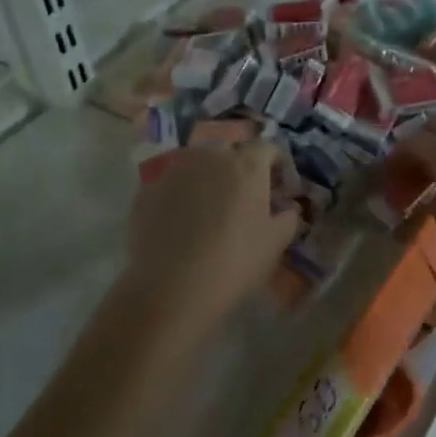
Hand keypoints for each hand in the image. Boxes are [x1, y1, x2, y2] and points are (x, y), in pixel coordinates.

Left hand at [124, 144, 301, 329]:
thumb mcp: (276, 243)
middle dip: (240, 167)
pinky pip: (172, 185)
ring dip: (208, 178)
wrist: (171, 288)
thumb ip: (288, 218)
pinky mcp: (147, 190)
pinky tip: (181, 223)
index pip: (268, 148)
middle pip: (230, 151)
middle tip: (244, 198)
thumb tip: (287, 208)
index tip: (279, 188)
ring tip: (209, 208)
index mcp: (246, 164)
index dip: (276, 166)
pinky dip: (181, 195)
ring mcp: (174, 171)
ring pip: (197, 164)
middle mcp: (210, 156)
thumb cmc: (235, 262)